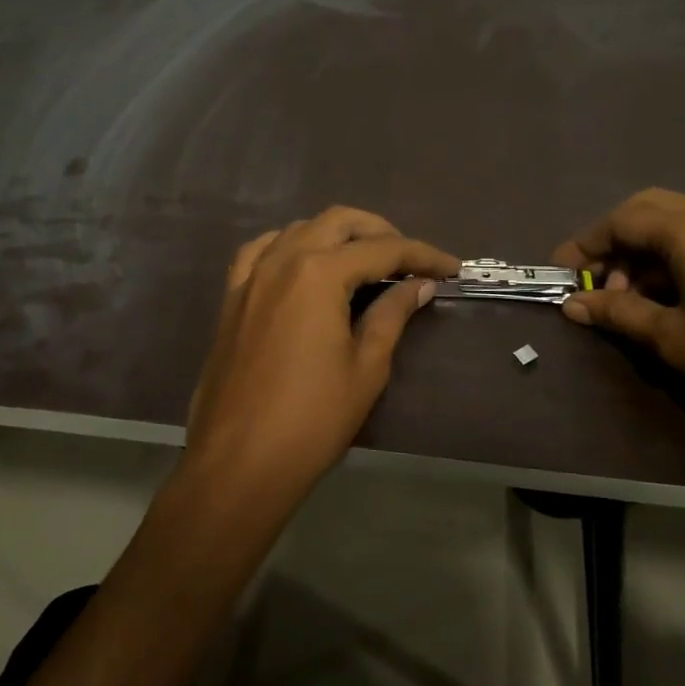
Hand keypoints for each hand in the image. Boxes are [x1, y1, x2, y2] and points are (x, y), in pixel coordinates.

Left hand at [183, 207, 458, 502]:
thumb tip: (419, 285)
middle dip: (380, 232)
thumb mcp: (366, 367)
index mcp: (319, 273)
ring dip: (337, 235)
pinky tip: (303, 262)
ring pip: (300, 228)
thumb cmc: (312, 419)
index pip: (383, 249)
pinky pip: (262, 251)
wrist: (238, 463)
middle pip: (339, 222)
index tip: (452, 267)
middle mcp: (282, 260)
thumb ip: (392, 314)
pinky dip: (290, 245)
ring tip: (365, 261)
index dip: (423, 255)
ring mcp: (251, 276)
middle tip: (409, 260)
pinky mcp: (232, 297)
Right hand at [553, 188, 684, 434]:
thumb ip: (618, 312)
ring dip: (644, 250)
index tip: (561, 271)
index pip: (622, 220)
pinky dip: (674, 256)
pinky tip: (669, 296)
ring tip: (629, 297)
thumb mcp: (671, 337)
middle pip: (648, 209)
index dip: (586, 244)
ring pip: (677, 222)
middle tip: (595, 278)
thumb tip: (573, 306)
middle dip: (614, 239)